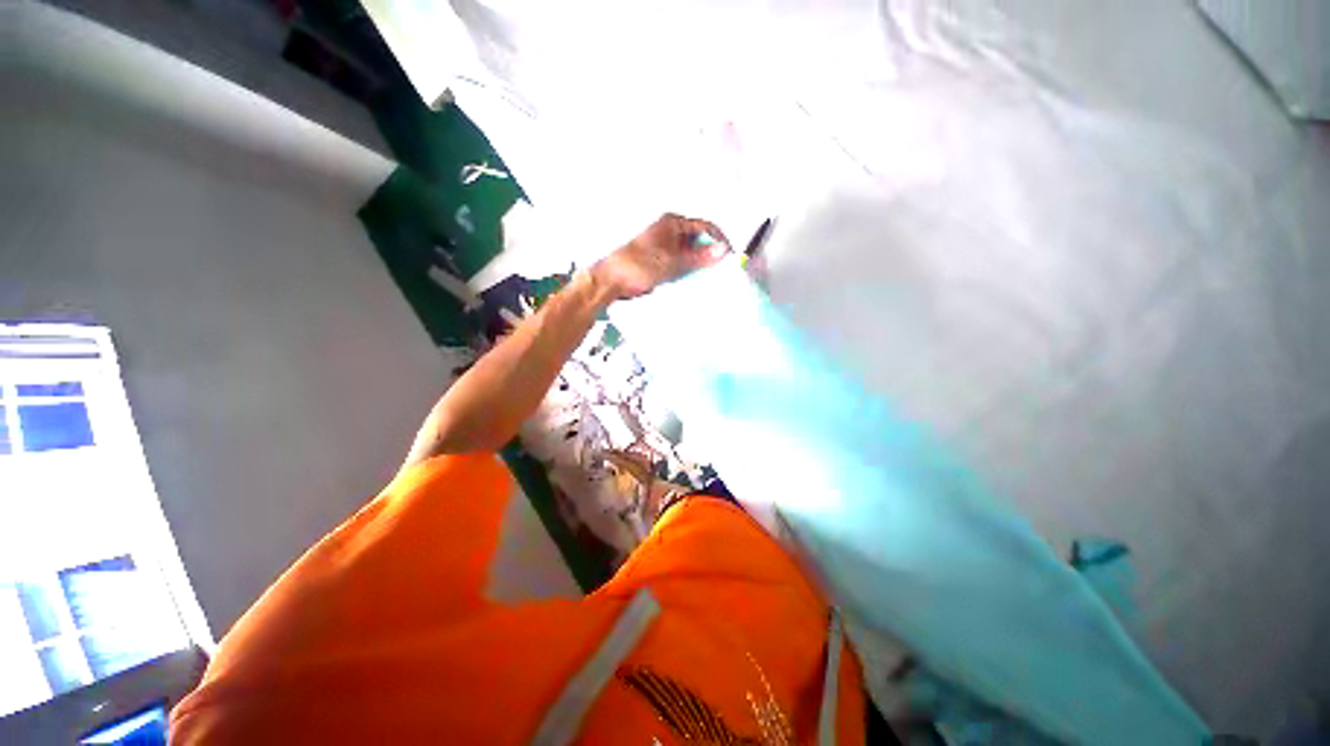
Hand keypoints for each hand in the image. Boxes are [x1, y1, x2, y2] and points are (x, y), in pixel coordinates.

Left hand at [590, 214, 730, 300]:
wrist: (613, 280)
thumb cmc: (640, 265)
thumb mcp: (673, 261)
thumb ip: (699, 256)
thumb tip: (724, 250)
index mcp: (672, 223)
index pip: (704, 226)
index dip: (719, 240)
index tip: (729, 256)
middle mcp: (670, 231)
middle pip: (698, 240)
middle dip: (710, 253)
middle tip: (721, 270)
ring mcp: (665, 246)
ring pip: (690, 253)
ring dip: (699, 264)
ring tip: (710, 277)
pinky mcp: (660, 261)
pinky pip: (681, 263)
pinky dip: (688, 270)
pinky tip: (695, 281)